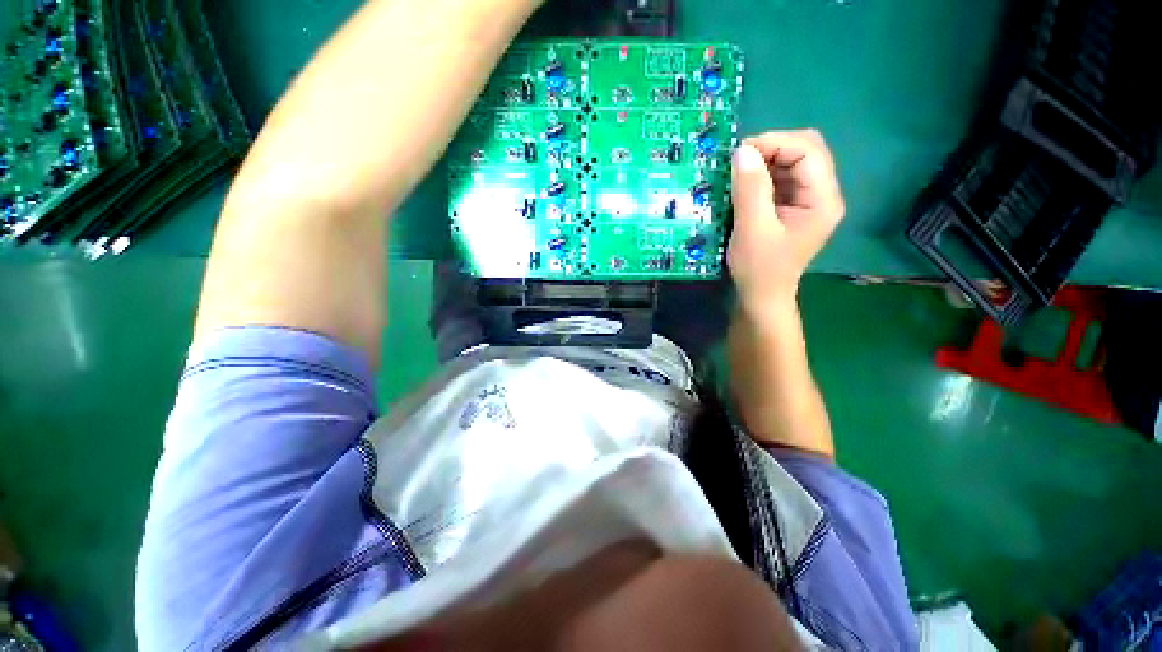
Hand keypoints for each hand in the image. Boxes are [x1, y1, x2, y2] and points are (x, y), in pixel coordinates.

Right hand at [728, 130, 845, 316]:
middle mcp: (822, 194)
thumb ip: (751, 189)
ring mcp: (808, 200)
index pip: (808, 151)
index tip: (739, 152)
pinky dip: (762, 174)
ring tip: (737, 171)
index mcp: (822, 200)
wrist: (761, 296)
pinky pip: (781, 178)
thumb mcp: (752, 229)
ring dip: (764, 161)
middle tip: (738, 161)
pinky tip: (744, 183)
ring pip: (792, 161)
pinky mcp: (793, 206)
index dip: (775, 143)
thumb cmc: (759, 269)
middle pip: (805, 150)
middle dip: (771, 148)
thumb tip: (742, 150)